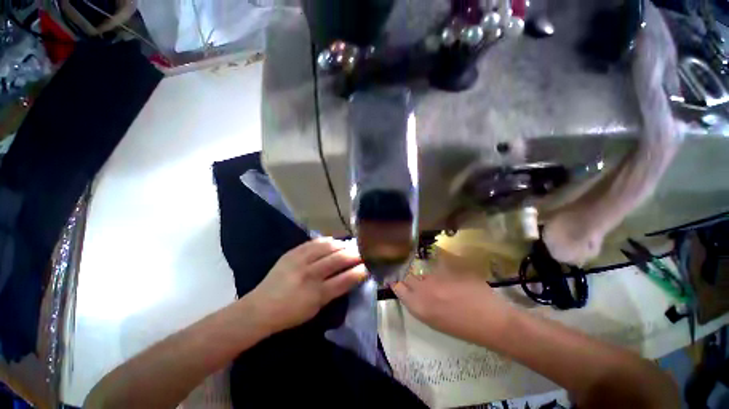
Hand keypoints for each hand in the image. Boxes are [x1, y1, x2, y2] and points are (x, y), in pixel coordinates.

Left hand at [249, 237, 368, 333]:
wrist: (259, 308)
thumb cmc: (290, 314)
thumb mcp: (315, 309)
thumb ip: (334, 291)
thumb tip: (350, 275)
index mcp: (317, 294)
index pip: (346, 279)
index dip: (361, 270)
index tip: (370, 265)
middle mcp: (310, 275)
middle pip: (339, 259)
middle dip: (355, 254)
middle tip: (364, 251)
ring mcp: (300, 261)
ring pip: (328, 247)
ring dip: (342, 245)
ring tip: (350, 244)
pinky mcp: (292, 253)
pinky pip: (314, 242)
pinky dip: (327, 241)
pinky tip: (334, 241)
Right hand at [391, 252, 512, 343]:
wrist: (491, 320)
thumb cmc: (462, 328)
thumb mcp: (435, 321)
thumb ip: (420, 303)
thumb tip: (414, 291)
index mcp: (419, 306)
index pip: (398, 287)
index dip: (396, 282)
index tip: (395, 280)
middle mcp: (423, 289)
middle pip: (407, 276)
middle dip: (407, 276)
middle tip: (413, 279)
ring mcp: (436, 277)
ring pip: (423, 272)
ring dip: (425, 276)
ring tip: (435, 282)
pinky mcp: (447, 268)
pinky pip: (438, 268)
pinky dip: (440, 272)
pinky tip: (448, 278)